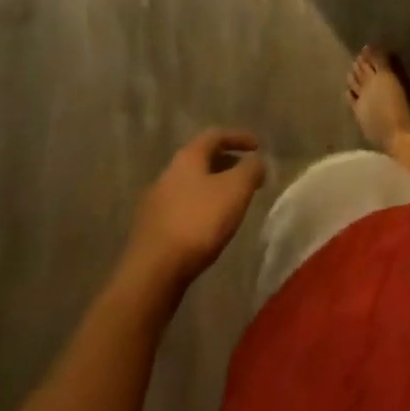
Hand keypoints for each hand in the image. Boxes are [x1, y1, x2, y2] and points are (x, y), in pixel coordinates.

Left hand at [124, 130, 264, 290]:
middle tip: (247, 176)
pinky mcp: (152, 230)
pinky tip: (210, 226)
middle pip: (202, 160)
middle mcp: (168, 174)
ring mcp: (156, 203)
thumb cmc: (198, 222)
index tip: (258, 147)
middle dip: (227, 164)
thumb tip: (256, 161)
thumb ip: (251, 169)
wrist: (152, 275)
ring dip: (214, 188)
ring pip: (192, 185)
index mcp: (187, 158)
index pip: (216, 135)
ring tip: (232, 202)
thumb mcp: (236, 189)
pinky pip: (183, 208)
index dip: (239, 138)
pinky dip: (201, 208)